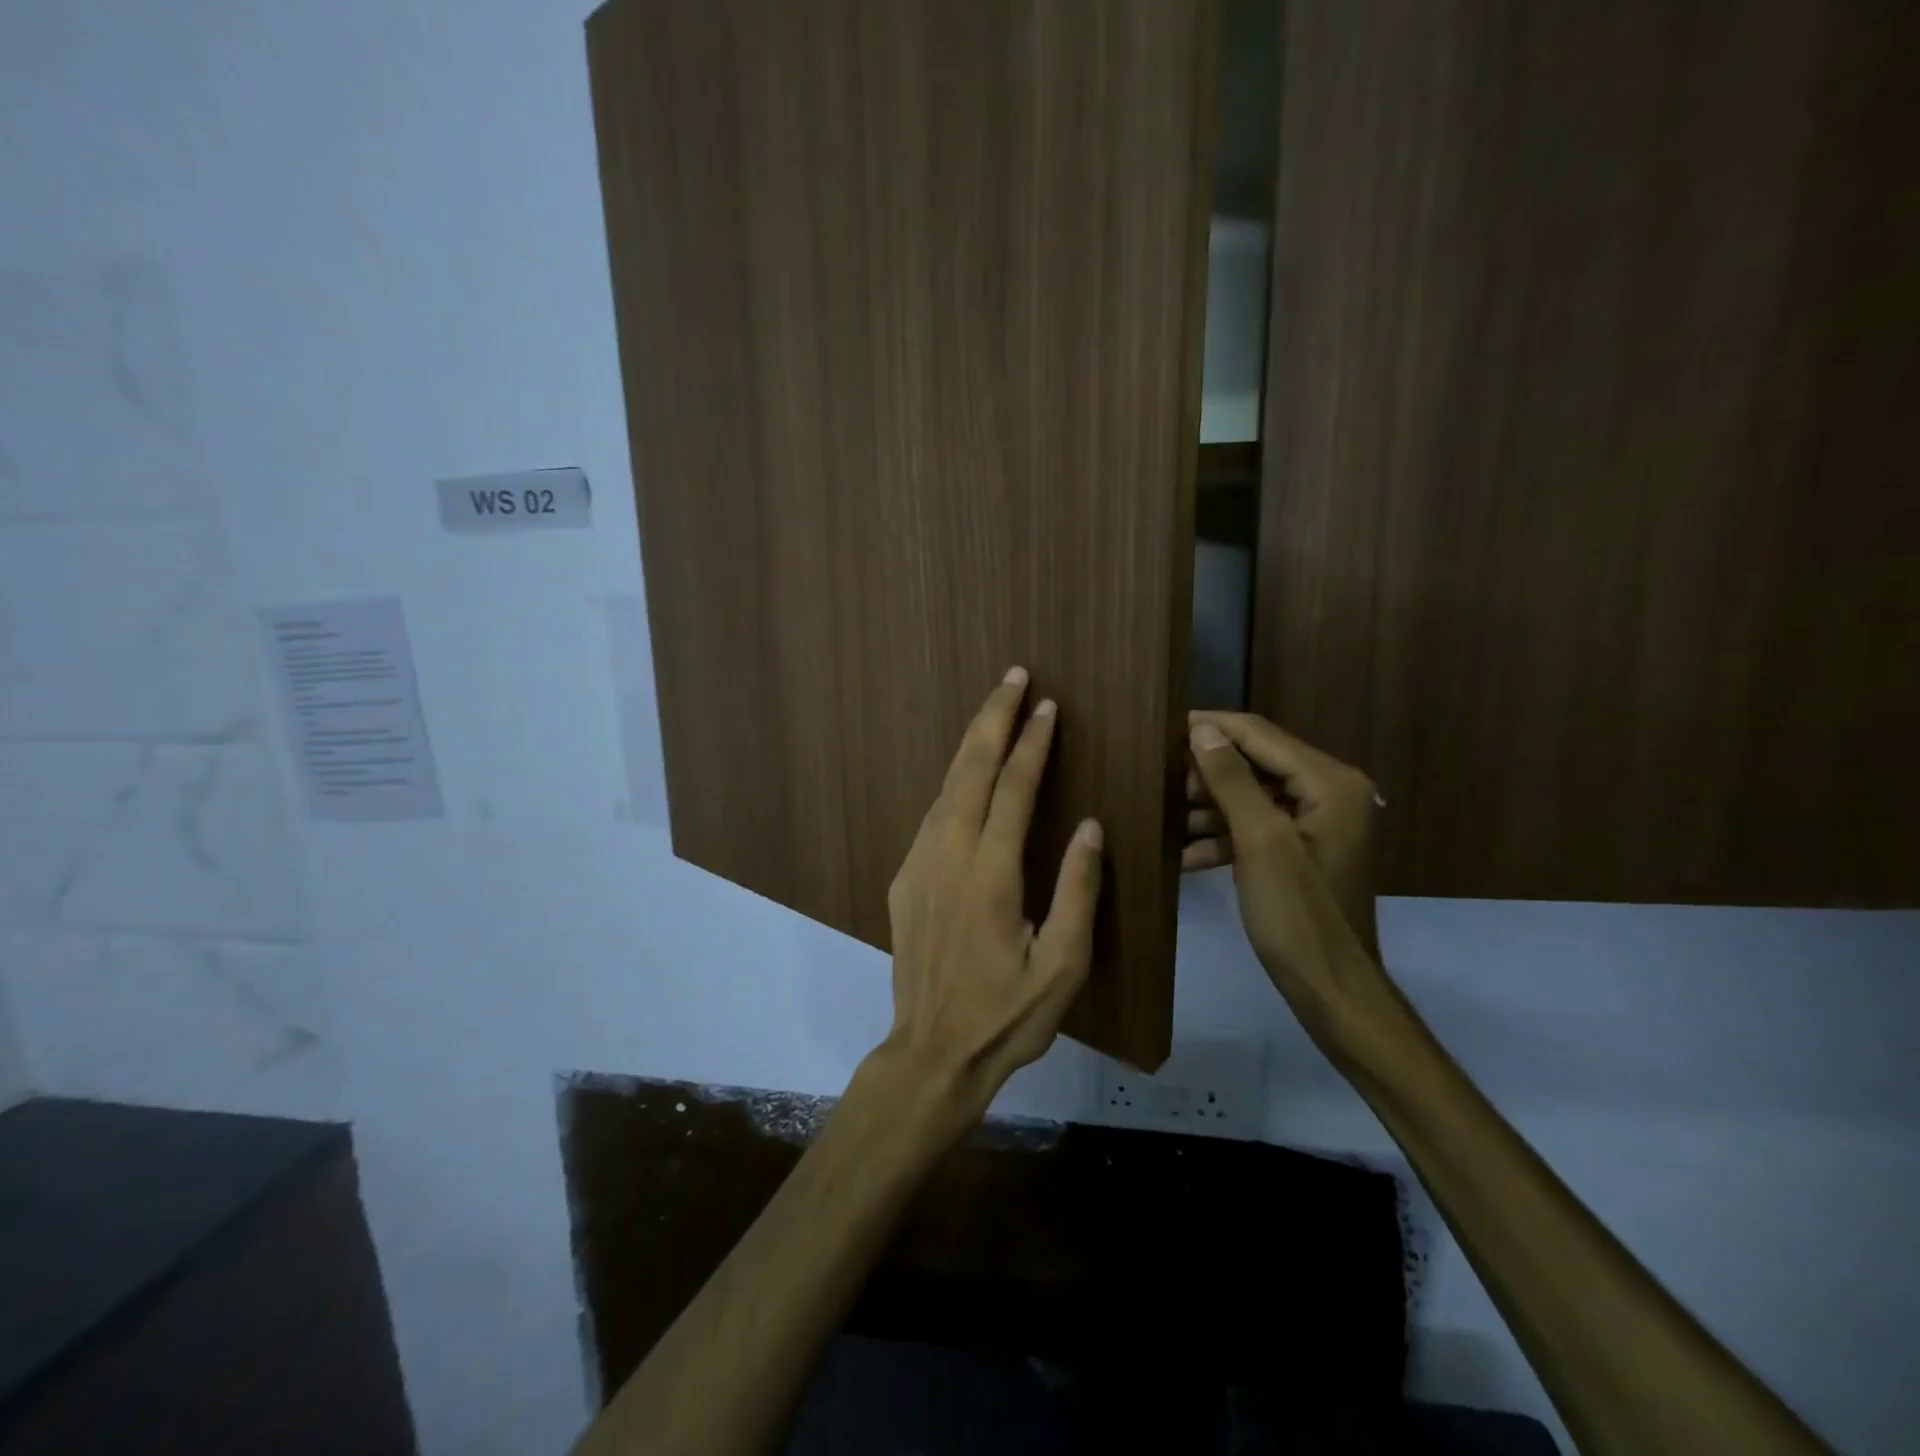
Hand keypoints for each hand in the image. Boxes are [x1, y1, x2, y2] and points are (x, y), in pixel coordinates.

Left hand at [880, 668, 1104, 1129]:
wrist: (931, 1052)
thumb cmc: (1007, 1015)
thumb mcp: (1063, 965)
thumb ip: (1078, 891)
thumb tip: (1092, 827)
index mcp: (990, 874)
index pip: (1014, 789)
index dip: (1032, 743)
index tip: (1047, 706)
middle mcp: (947, 855)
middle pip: (970, 770)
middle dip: (992, 719)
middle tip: (1013, 677)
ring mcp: (918, 864)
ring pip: (945, 787)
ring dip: (971, 745)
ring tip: (994, 711)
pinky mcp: (903, 879)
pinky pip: (932, 815)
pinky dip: (954, 782)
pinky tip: (968, 776)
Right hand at [1185, 711, 1395, 1053]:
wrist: (1330, 988)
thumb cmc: (1297, 914)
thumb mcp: (1260, 842)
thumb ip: (1231, 780)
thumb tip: (1202, 730)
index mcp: (1329, 782)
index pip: (1260, 735)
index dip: (1211, 727)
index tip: (1162, 728)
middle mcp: (1328, 792)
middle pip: (1255, 763)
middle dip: (1205, 772)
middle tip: (1160, 782)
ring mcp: (1315, 823)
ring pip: (1250, 796)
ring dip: (1209, 806)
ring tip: (1164, 816)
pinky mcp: (1300, 849)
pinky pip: (1255, 827)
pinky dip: (1223, 837)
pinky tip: (1184, 854)